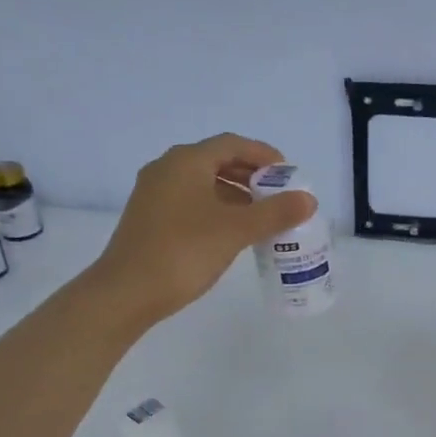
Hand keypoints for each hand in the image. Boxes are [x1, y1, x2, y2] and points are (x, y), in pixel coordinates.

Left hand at [86, 133, 315, 327]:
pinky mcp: (149, 219)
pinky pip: (190, 202)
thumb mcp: (235, 231)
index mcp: (186, 161)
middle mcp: (167, 169)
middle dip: (250, 175)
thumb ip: (275, 213)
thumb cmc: (183, 252)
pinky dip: (216, 209)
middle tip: (278, 195)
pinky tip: (231, 232)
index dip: (263, 154)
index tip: (288, 173)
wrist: (126, 292)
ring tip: (260, 215)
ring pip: (202, 183)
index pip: (232, 144)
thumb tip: (308, 199)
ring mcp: (154, 194)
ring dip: (234, 194)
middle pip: (216, 161)